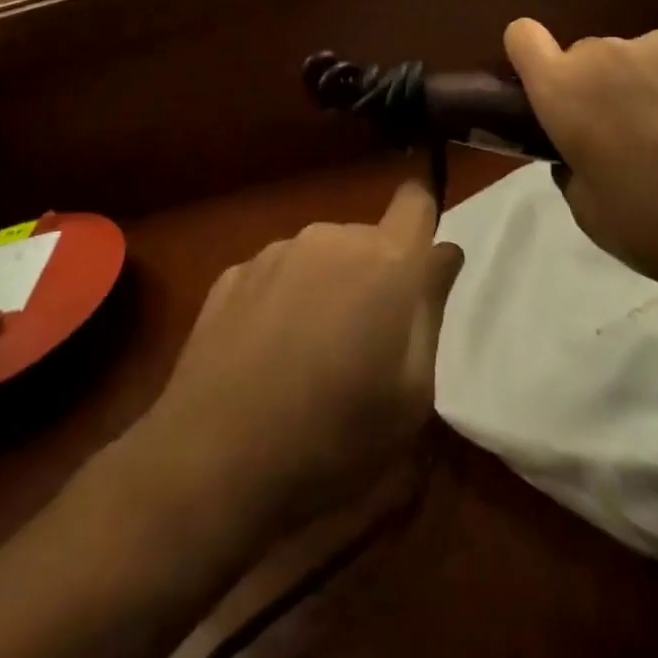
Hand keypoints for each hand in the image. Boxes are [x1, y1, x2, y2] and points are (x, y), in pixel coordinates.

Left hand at [133, 182, 464, 539]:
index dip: (422, 222)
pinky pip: (277, 275)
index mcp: (383, 260)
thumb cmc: (334, 436)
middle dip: (374, 276)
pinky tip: (267, 355)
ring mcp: (275, 251)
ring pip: (320, 256)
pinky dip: (282, 301)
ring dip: (326, 288)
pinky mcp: (233, 272)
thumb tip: (443, 254)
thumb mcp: (411, 395)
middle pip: (367, 239)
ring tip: (310, 355)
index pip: (415, 201)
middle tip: (365, 343)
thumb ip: (430, 309)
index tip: (419, 263)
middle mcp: (328, 238)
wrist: (214, 456)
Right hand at [505, 19, 657, 318]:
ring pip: (651, 54)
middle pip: (594, 54)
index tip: (551, 79)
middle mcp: (607, 53)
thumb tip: (581, 149)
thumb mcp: (593, 215)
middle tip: (642, 131)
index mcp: (566, 92)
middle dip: (608, 84)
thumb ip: (573, 166)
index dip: (532, 54)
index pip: (522, 37)